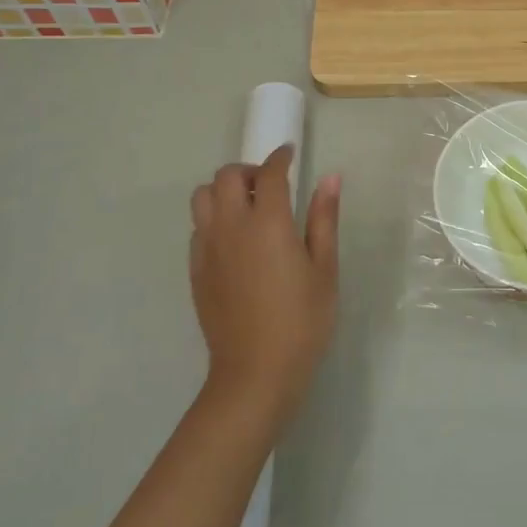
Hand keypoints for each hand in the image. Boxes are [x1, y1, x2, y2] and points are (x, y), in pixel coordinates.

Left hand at [189, 146, 340, 431]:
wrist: (256, 372)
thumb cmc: (302, 320)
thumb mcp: (324, 269)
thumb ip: (323, 219)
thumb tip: (331, 178)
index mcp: (268, 223)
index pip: (269, 173)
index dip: (280, 157)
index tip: (291, 154)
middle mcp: (231, 227)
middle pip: (226, 176)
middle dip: (249, 170)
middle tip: (271, 184)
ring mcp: (208, 248)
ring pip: (203, 197)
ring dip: (225, 191)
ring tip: (249, 208)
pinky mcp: (195, 270)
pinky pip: (197, 227)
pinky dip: (214, 218)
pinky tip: (235, 240)